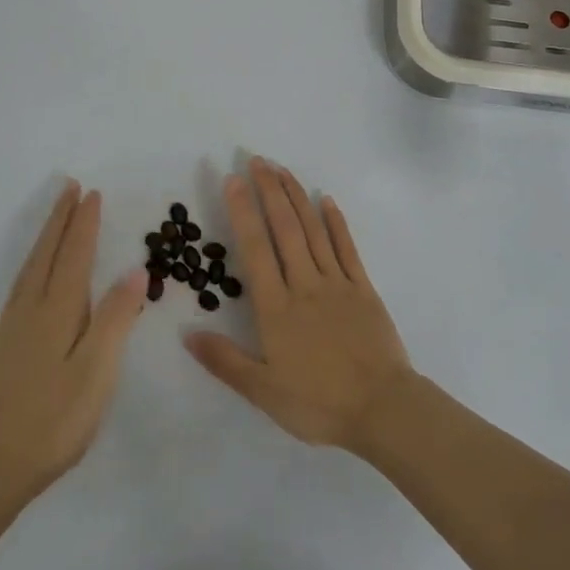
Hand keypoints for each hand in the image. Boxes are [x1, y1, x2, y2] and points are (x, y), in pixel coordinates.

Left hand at [0, 182, 144, 499]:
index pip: (74, 254)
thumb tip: (135, 269)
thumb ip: (116, 317)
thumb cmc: (56, 418)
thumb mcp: (97, 370)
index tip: (92, 193)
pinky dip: (34, 261)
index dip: (84, 224)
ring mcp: (14, 325)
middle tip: (70, 188)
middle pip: (48, 252)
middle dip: (61, 219)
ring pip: (32, 265)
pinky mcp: (6, 342)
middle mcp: (31, 307)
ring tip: (56, 217)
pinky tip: (36, 270)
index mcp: (57, 310)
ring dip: (46, 236)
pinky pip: (23, 282)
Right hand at [185, 158, 415, 452]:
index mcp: (276, 307)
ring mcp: (337, 283)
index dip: (243, 211)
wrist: (382, 409)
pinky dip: (336, 222)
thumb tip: (187, 333)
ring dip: (296, 197)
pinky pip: (347, 247)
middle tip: (257, 159)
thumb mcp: (263, 390)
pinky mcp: (363, 288)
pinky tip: (327, 200)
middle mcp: (304, 284)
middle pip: (284, 228)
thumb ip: (225, 360)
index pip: (255, 248)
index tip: (233, 179)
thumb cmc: (319, 403)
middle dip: (269, 190)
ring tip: (282, 169)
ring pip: (313, 230)